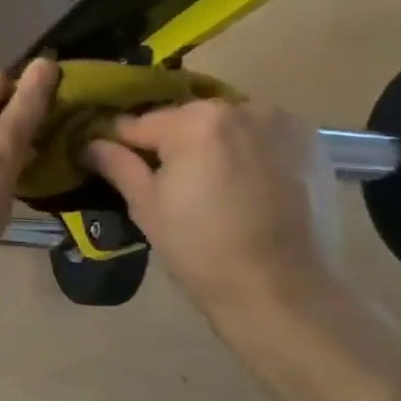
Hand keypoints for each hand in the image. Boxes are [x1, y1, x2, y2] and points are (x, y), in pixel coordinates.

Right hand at [83, 100, 340, 318]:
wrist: (283, 292)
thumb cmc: (202, 249)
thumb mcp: (147, 206)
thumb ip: (118, 165)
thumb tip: (90, 143)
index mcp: (196, 121)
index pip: (140, 123)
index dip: (118, 143)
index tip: (105, 158)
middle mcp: (241, 109)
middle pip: (185, 119)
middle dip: (169, 143)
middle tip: (162, 181)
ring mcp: (282, 124)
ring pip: (224, 125)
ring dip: (209, 144)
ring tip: (205, 184)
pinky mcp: (311, 145)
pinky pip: (260, 137)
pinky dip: (246, 151)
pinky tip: (242, 186)